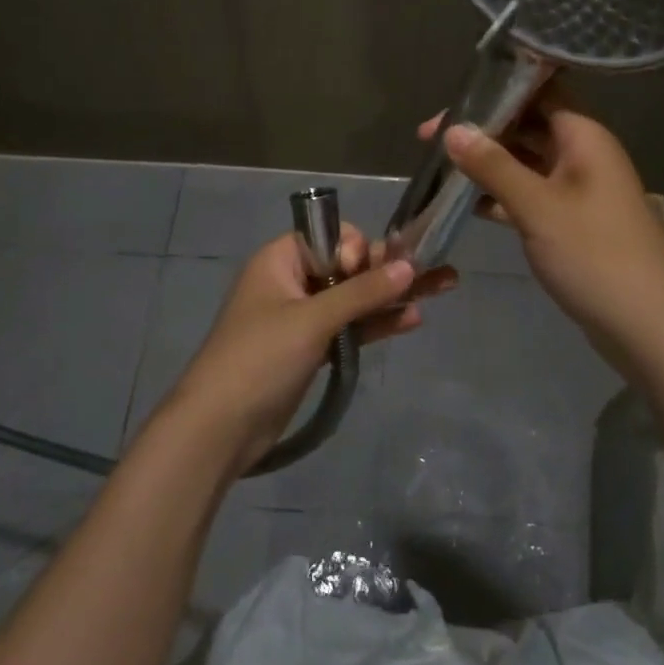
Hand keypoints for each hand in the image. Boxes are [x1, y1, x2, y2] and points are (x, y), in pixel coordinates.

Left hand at [164, 224, 455, 473]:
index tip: (366, 271)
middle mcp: (292, 281)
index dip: (356, 248)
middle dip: (388, 269)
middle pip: (348, 266)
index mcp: (280, 260)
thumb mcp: (312, 319)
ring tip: (444, 287)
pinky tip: (412, 319)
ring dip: (392, 295)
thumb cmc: (260, 358)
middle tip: (434, 270)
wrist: (220, 428)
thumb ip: (362, 292)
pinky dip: (377, 323)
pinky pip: (350, 327)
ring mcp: (302, 317)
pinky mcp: (311, 349)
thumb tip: (410, 265)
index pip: (330, 236)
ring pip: (354, 298)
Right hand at [424, 88, 663, 371]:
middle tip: (428, 138)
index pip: (539, 91)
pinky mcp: (571, 222)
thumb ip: (493, 166)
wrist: (647, 326)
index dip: (496, 89)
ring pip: (525, 163)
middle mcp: (582, 154)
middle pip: (527, 126)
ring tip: (439, 167)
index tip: (453, 100)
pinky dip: (500, 196)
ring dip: (487, 164)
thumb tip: (453, 129)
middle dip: (482, 130)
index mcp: (583, 136)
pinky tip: (464, 204)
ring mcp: (577, 190)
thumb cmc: (594, 254)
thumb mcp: (537, 206)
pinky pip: (530, 196)